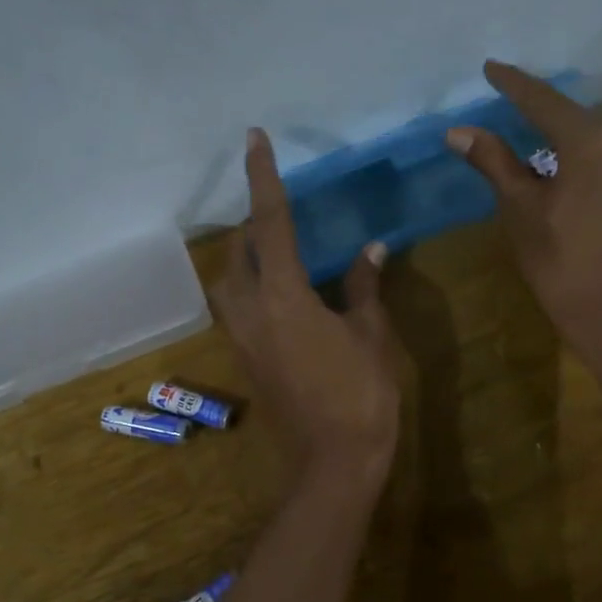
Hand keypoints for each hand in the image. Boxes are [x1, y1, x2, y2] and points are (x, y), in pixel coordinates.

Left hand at [213, 128, 401, 488]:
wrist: (334, 462)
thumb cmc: (361, 394)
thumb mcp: (370, 334)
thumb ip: (363, 286)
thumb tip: (371, 249)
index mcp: (282, 296)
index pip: (270, 222)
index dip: (264, 177)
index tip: (254, 139)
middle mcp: (251, 310)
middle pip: (239, 250)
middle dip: (255, 222)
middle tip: (282, 208)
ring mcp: (242, 337)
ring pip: (230, 280)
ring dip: (247, 256)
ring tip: (279, 247)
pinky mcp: (246, 358)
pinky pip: (239, 306)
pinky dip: (253, 285)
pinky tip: (283, 291)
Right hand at [447, 60, 601, 353]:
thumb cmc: (563, 266)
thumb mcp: (522, 212)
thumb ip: (495, 163)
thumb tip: (459, 131)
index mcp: (594, 141)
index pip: (544, 102)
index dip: (514, 85)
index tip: (491, 68)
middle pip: (580, 119)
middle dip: (547, 118)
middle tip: (516, 117)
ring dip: (576, 141)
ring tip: (549, 154)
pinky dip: (601, 161)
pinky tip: (584, 179)